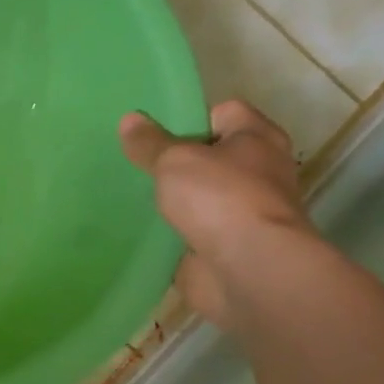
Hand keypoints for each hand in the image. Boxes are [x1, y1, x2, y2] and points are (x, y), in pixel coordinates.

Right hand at [119, 100, 316, 328]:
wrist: (249, 270)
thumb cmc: (221, 198)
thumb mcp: (176, 160)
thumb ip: (150, 143)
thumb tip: (129, 119)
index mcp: (257, 139)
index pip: (224, 112)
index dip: (189, 115)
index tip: (152, 128)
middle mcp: (256, 173)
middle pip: (209, 157)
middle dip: (174, 160)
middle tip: (132, 159)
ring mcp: (240, 214)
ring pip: (197, 197)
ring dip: (170, 199)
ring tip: (126, 192)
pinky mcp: (222, 248)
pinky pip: (187, 232)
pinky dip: (167, 233)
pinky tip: (134, 229)